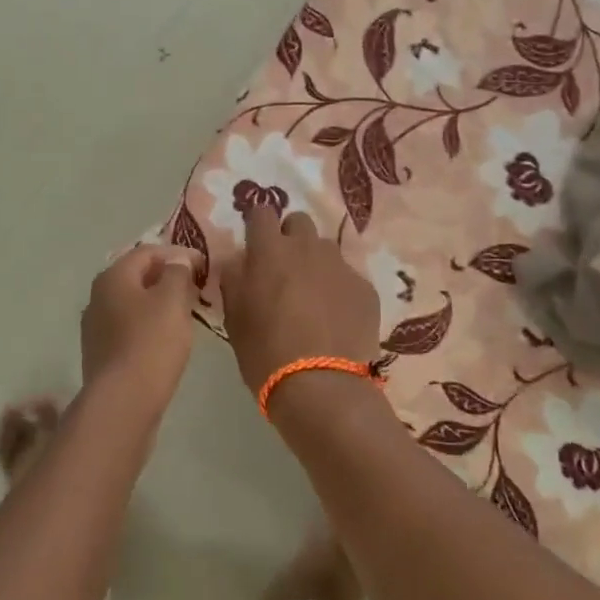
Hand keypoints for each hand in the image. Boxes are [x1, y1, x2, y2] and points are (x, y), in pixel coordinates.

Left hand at [80, 245, 200, 410]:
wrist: (122, 403)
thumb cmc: (151, 343)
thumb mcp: (173, 300)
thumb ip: (178, 272)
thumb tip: (178, 260)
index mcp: (113, 276)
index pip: (148, 252)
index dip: (179, 254)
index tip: (205, 267)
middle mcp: (98, 296)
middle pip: (138, 277)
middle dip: (168, 279)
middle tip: (196, 289)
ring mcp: (96, 327)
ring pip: (133, 304)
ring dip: (159, 304)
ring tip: (186, 315)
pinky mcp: (101, 354)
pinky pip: (129, 329)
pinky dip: (149, 327)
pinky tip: (166, 341)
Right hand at [218, 208, 379, 398]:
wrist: (322, 387)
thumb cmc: (265, 352)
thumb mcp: (234, 318)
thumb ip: (235, 280)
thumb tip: (240, 262)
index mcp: (269, 251)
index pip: (261, 212)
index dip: (257, 225)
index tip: (255, 244)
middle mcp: (307, 247)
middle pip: (298, 222)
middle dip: (290, 238)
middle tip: (284, 270)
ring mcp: (340, 266)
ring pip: (325, 249)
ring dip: (315, 263)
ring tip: (312, 297)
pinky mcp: (365, 288)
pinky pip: (347, 277)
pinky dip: (339, 290)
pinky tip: (335, 319)